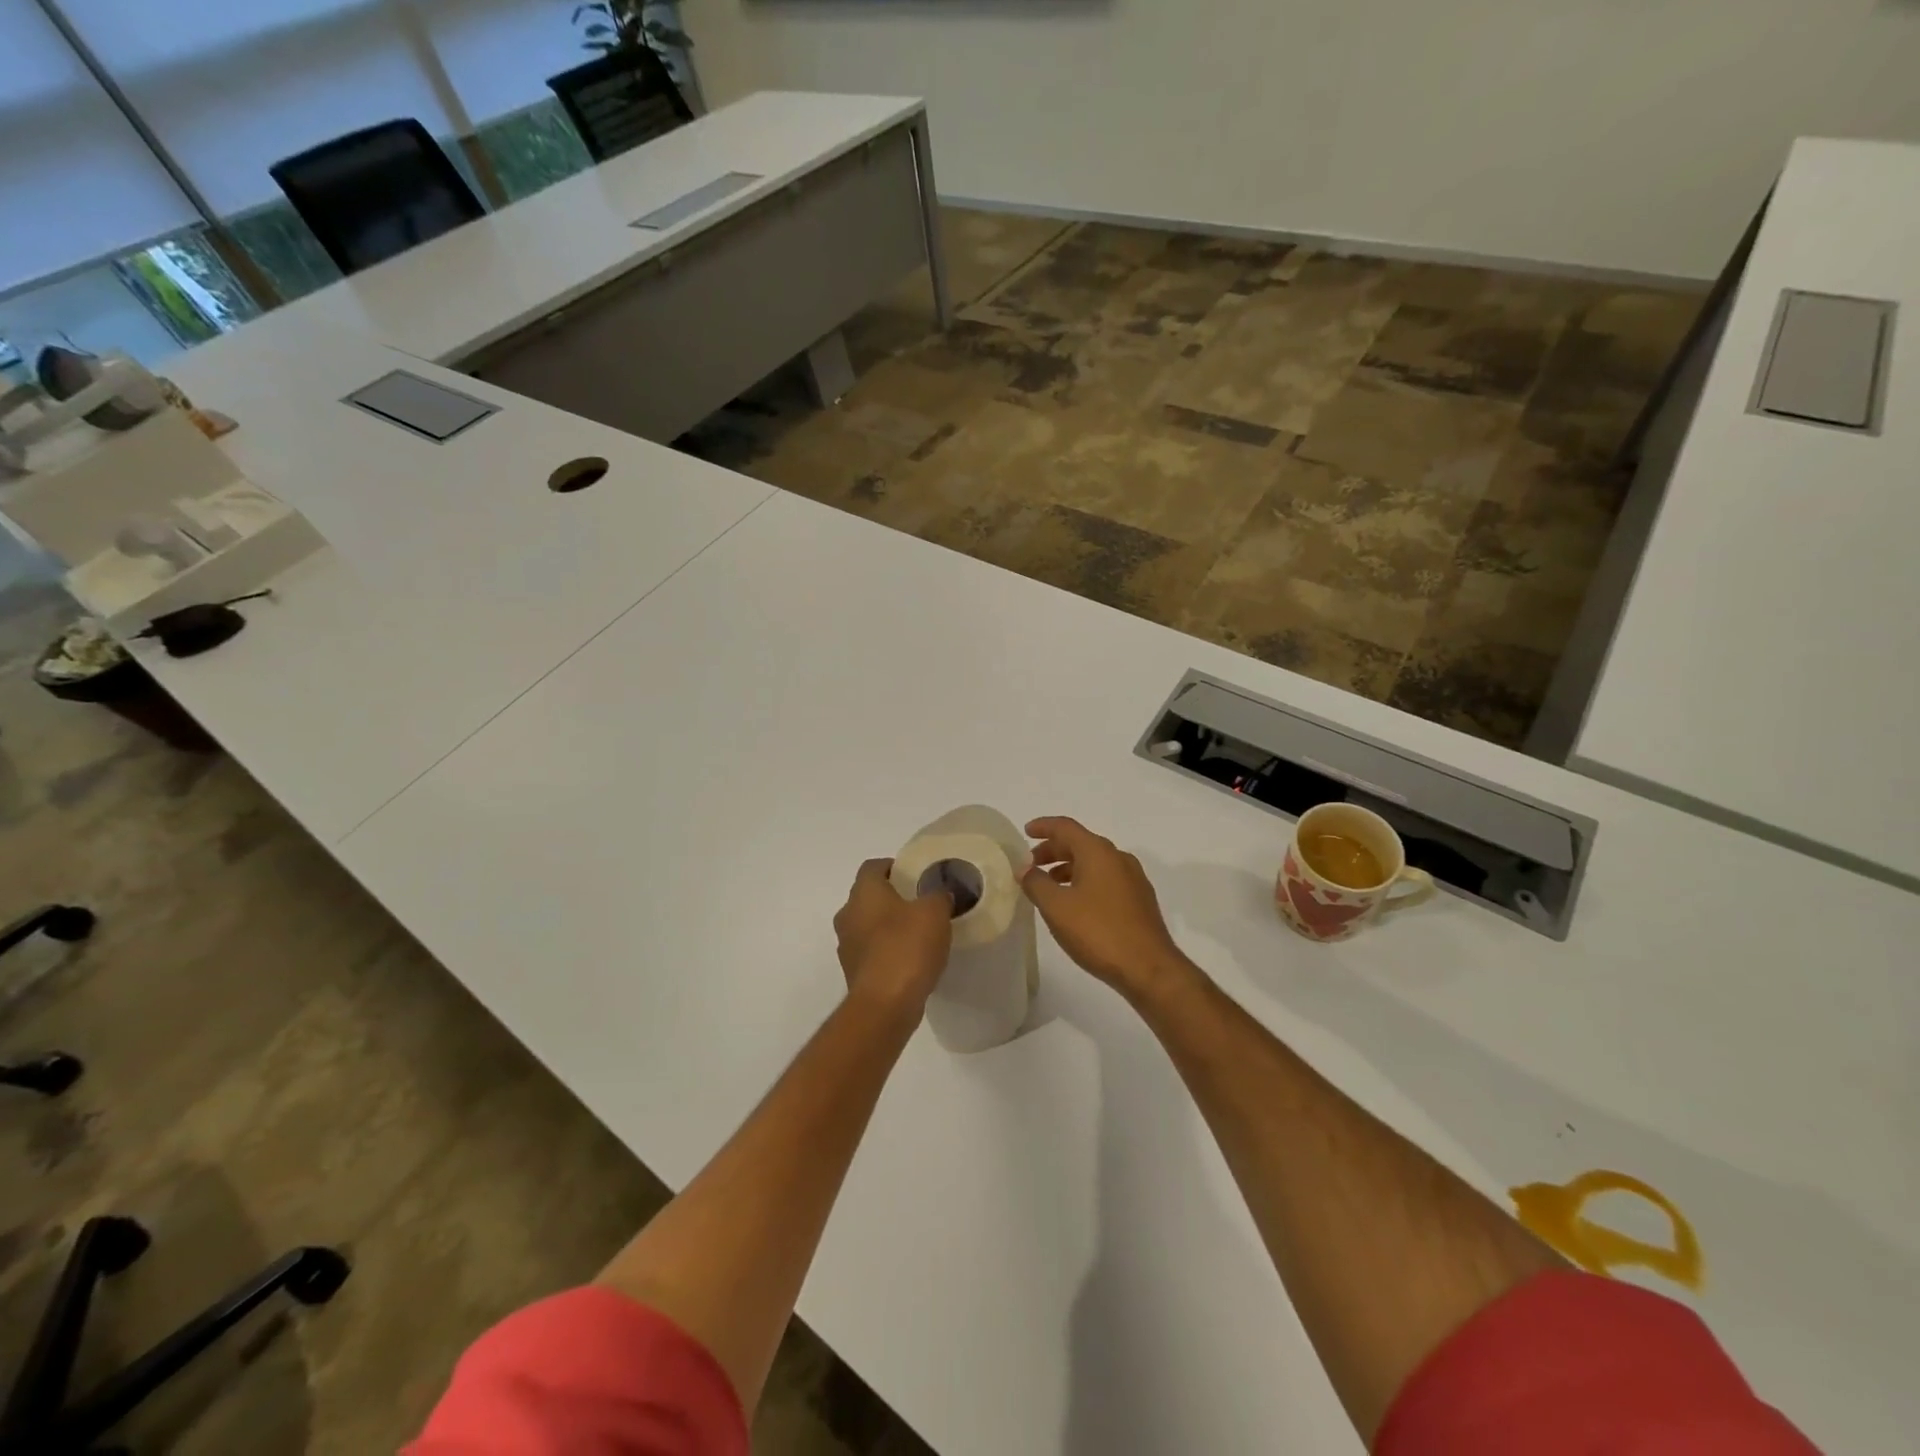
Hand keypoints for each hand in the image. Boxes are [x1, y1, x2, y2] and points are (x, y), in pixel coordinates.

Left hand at [833, 859, 953, 1015]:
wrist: (884, 1005)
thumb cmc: (907, 947)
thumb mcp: (935, 913)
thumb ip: (939, 895)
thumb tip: (939, 893)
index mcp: (864, 892)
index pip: (873, 866)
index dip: (894, 866)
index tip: (916, 875)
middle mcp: (847, 914)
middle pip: (869, 896)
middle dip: (892, 897)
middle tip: (921, 903)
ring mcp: (847, 945)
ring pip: (868, 925)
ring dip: (888, 926)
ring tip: (919, 934)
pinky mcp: (853, 972)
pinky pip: (871, 952)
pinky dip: (887, 951)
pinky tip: (911, 960)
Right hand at [1022, 817, 1191, 995]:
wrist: (1149, 968)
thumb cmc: (1098, 932)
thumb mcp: (1056, 907)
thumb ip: (1036, 883)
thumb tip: (1024, 868)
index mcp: (1098, 852)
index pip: (1066, 827)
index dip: (1044, 826)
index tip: (1026, 832)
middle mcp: (1118, 858)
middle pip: (1080, 843)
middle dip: (1053, 850)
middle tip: (1032, 864)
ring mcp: (1133, 879)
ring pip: (1094, 862)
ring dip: (1069, 868)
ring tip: (1049, 886)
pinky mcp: (1140, 900)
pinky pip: (1106, 879)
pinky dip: (1085, 881)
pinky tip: (1075, 904)